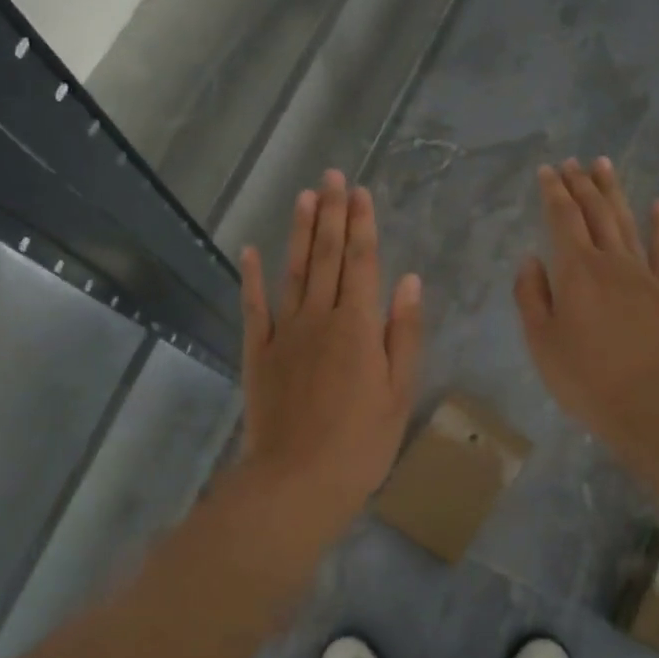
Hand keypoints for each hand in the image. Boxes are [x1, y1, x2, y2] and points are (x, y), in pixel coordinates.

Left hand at [236, 170, 422, 544]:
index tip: (361, 192)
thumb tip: (408, 280)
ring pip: (293, 272)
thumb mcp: (399, 392)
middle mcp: (320, 318)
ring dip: (299, 232)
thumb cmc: (360, 443)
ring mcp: (284, 333)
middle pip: (327, 256)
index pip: (362, 262)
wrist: (298, 481)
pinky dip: (251, 277)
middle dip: (331, 214)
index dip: (362, 224)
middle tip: (332, 176)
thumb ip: (402, 333)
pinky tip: (250, 251)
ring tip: (304, 197)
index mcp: (358, 326)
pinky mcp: (258, 353)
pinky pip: (254, 307)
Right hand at [514, 158, 658, 459]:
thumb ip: (531, 296)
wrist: (653, 401)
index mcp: (575, 271)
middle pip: (595, 213)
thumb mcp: (541, 341)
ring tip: (603, 165)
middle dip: (581, 184)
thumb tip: (531, 259)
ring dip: (613, 192)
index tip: (548, 170)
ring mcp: (643, 273)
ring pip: (626, 222)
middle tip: (572, 162)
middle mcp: (610, 261)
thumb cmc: (586, 377)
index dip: (554, 192)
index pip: (562, 219)